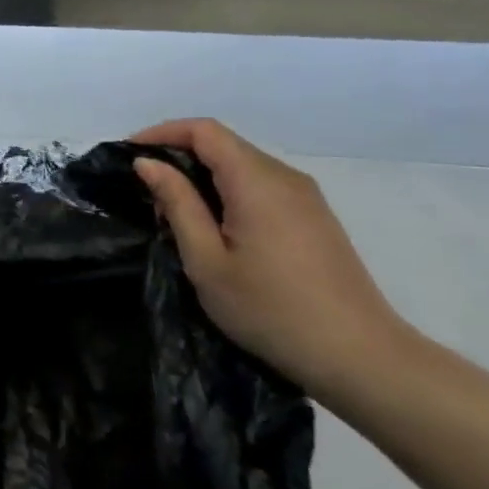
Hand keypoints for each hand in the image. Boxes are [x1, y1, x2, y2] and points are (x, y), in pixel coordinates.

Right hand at [130, 119, 413, 400]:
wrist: (359, 357)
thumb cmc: (270, 309)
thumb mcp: (206, 260)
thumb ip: (177, 203)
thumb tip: (148, 163)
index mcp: (256, 181)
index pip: (204, 131)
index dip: (162, 133)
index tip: (129, 155)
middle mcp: (284, 177)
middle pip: (223, 144)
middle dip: (178, 156)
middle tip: (147, 196)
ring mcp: (305, 197)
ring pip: (242, 165)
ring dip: (202, 177)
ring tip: (175, 215)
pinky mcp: (314, 217)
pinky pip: (260, 185)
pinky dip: (227, 191)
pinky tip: (215, 228)